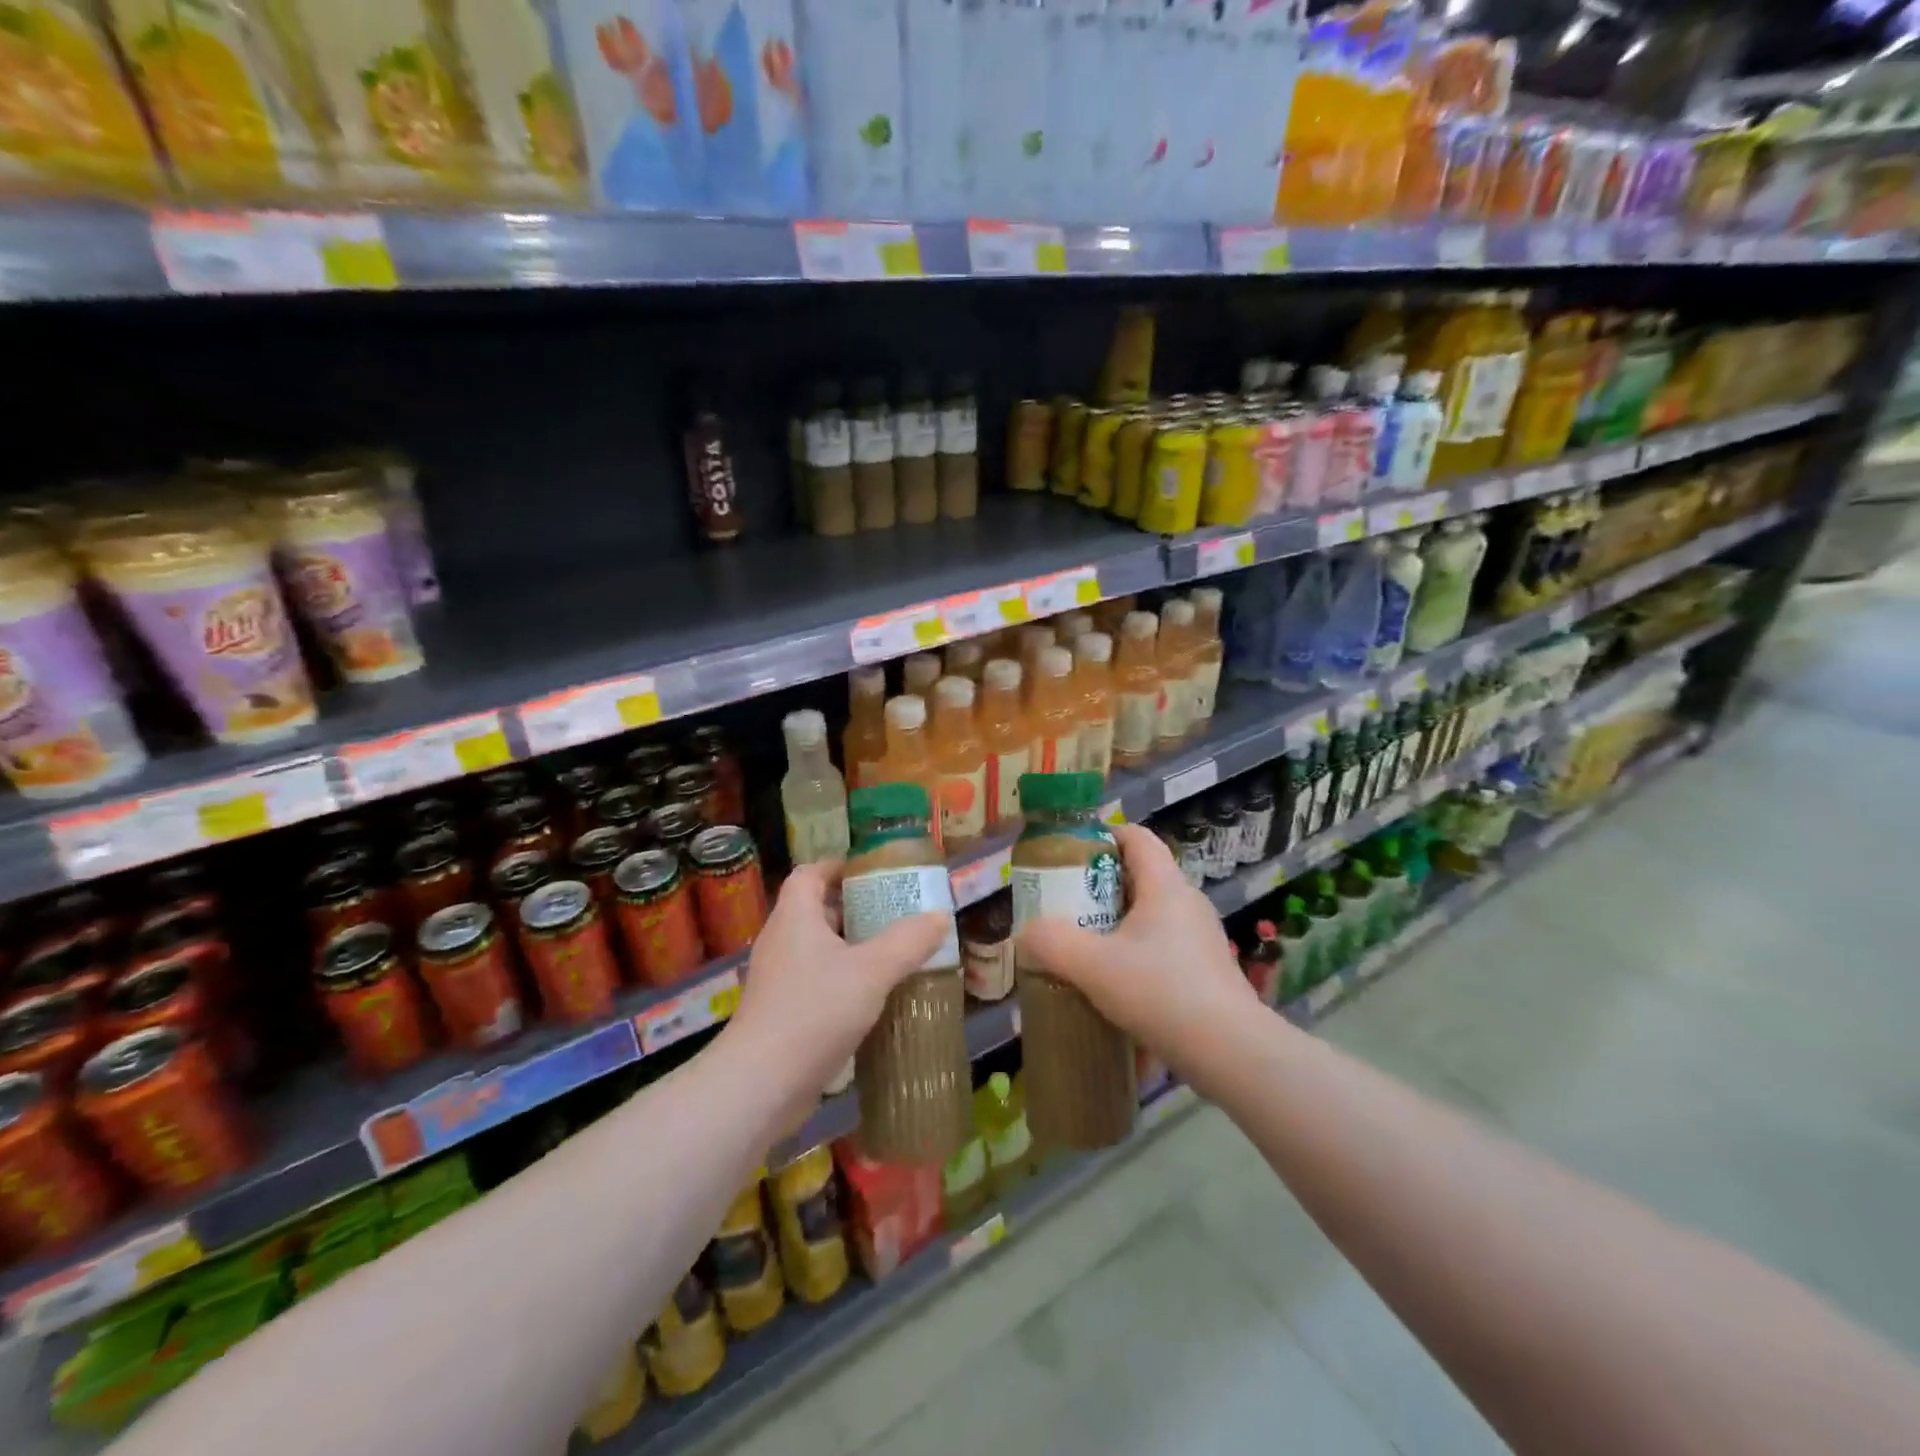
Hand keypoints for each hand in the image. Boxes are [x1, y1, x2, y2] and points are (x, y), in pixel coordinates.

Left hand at [725, 861, 949, 1115]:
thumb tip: (940, 916)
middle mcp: (781, 941)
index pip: (810, 874)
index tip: (873, 872)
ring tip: (892, 953)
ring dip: (851, 947)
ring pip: (817, 949)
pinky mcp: (780, 1012)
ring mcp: (778, 979)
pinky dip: (842, 980)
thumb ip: (908, 942)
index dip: (838, 866)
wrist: (761, 1084)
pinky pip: (815, 981)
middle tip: (894, 913)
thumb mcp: (872, 971)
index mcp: (795, 917)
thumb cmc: (814, 1011)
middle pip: (816, 910)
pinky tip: (872, 998)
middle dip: (854, 908)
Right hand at [1019, 823, 1257, 1094]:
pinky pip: (1163, 949)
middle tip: (1066, 907)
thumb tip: (1026, 935)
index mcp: (1165, 886)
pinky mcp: (1206, 972)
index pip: (1137, 837)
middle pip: (1140, 877)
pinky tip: (1115, 987)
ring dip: (1116, 926)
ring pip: (1151, 917)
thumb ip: (1052, 943)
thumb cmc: (1161, 992)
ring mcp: (1201, 939)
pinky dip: (1136, 956)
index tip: (1070, 854)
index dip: (1103, 836)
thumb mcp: (1093, 966)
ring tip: (1084, 949)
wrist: (1231, 1053)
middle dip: (1099, 888)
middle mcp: (1187, 903)